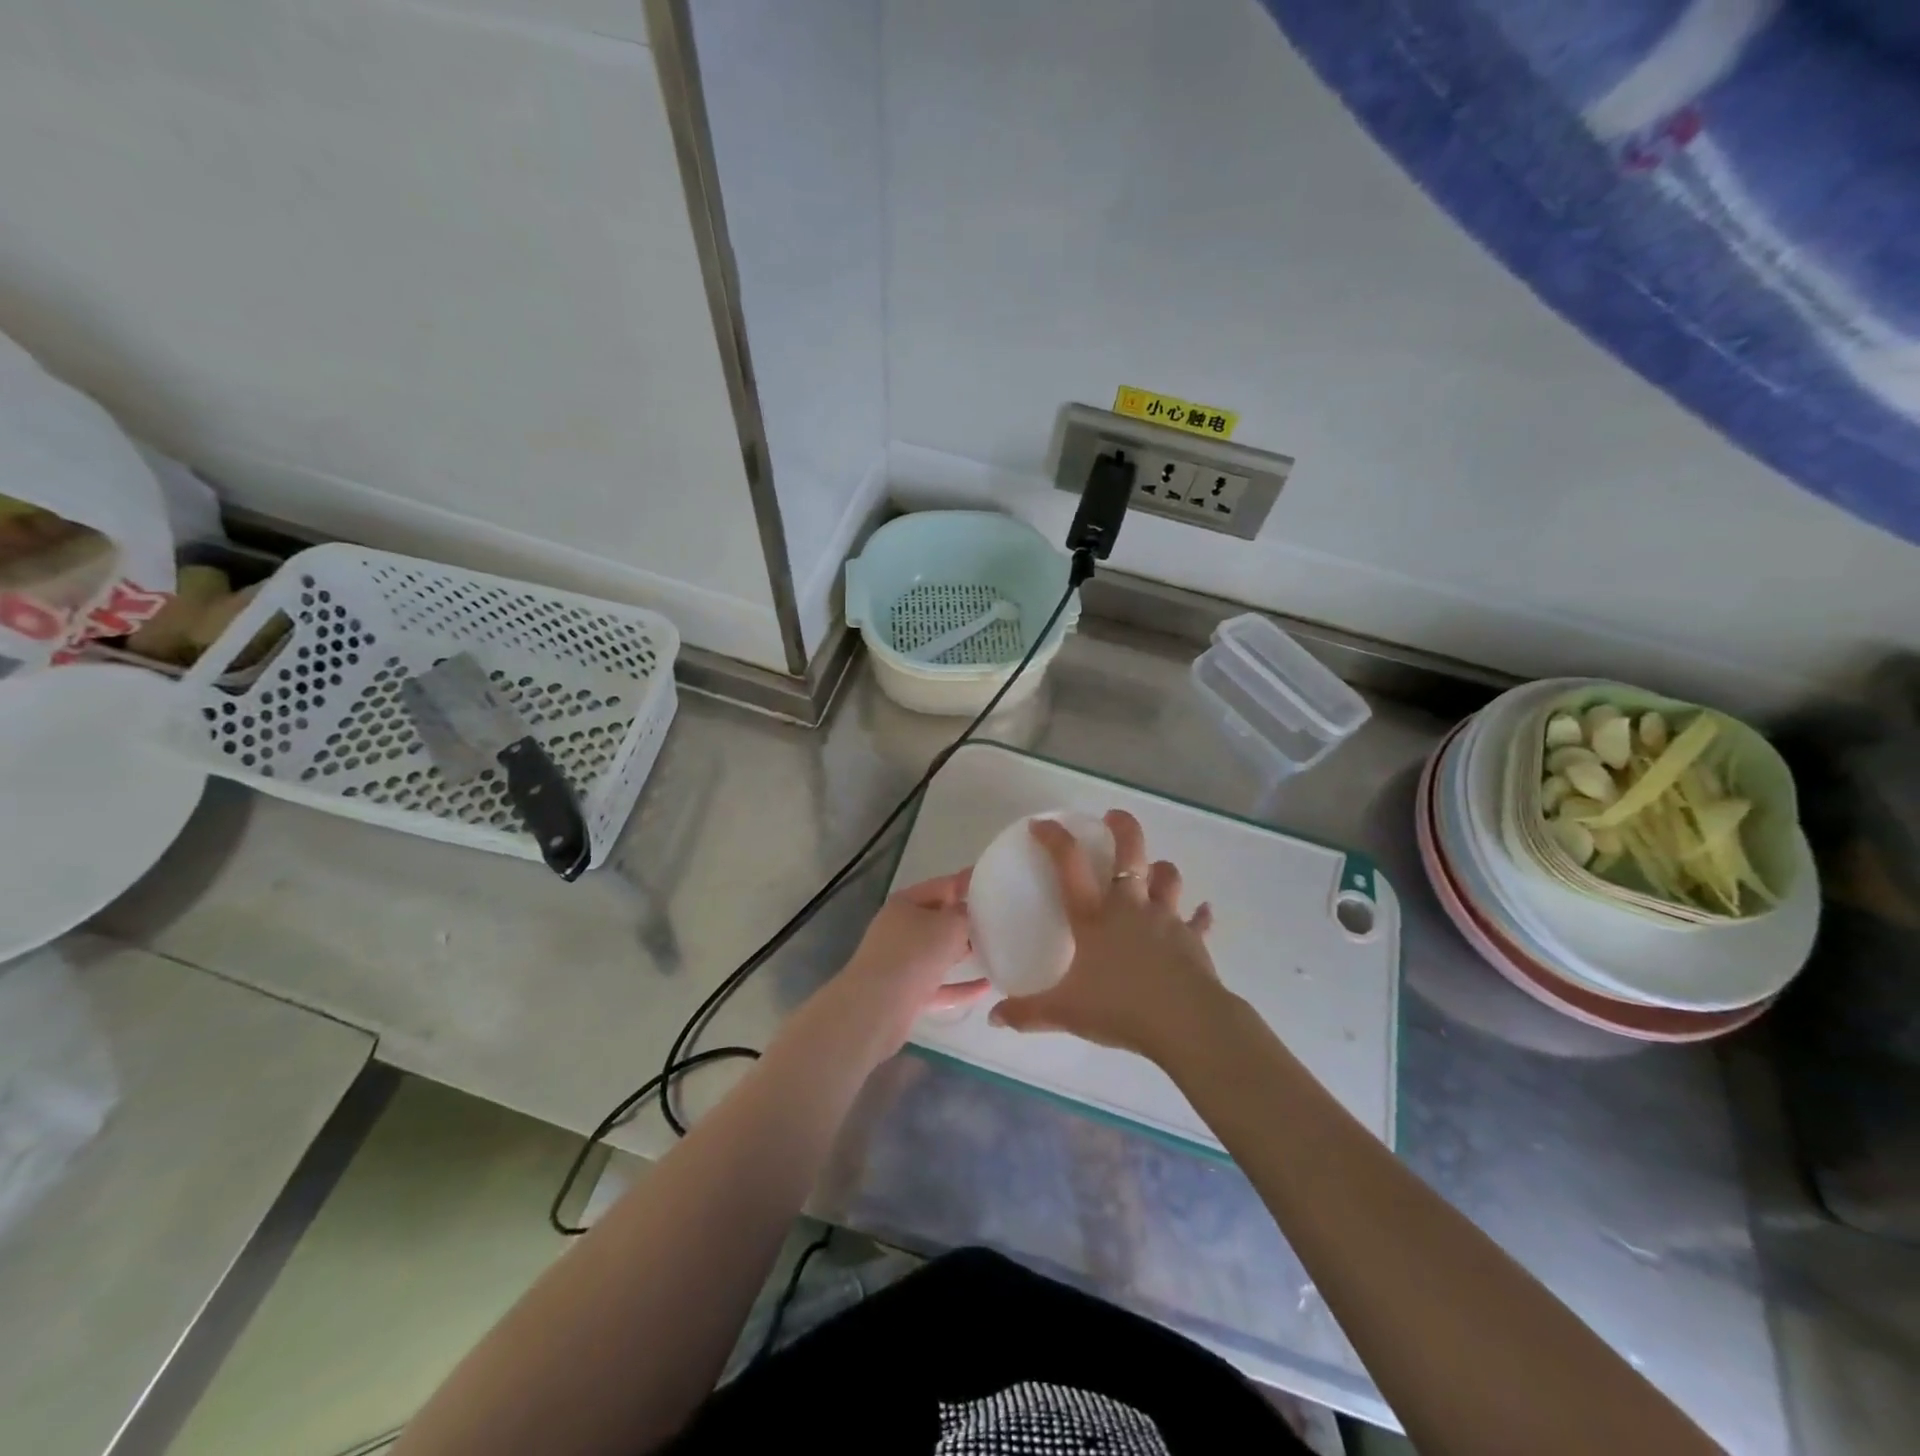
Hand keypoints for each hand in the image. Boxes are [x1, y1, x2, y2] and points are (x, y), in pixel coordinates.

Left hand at [830, 870, 986, 1054]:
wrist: (878, 1007)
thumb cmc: (915, 953)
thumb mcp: (950, 924)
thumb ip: (966, 914)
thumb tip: (969, 914)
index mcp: (906, 903)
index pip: (943, 886)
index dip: (968, 883)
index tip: (994, 883)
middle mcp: (900, 929)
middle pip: (939, 920)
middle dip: (967, 920)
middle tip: (999, 921)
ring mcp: (902, 962)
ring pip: (938, 953)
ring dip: (963, 952)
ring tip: (995, 950)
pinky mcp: (907, 992)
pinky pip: (940, 985)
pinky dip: (961, 985)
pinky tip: (986, 987)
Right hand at [988, 810, 1227, 1061]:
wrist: (1185, 1023)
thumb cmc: (1120, 1008)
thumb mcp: (1065, 1012)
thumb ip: (1028, 1013)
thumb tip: (994, 1017)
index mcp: (1094, 916)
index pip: (1069, 863)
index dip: (1054, 838)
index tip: (1042, 824)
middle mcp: (1130, 907)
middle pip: (1131, 851)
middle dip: (1123, 827)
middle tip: (1113, 817)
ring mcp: (1166, 919)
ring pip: (1167, 877)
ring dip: (1161, 868)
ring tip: (1154, 868)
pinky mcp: (1193, 939)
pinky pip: (1198, 920)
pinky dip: (1200, 914)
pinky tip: (1203, 911)